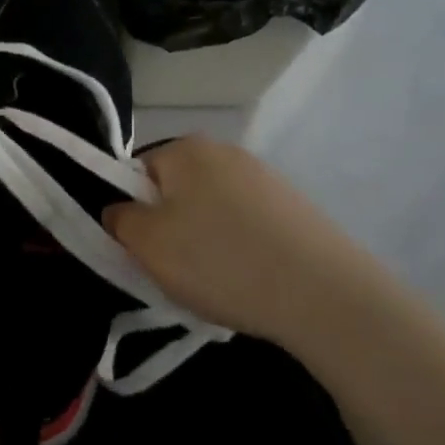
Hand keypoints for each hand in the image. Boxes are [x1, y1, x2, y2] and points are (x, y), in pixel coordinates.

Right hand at [102, 136, 399, 350]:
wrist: (324, 295)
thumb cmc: (220, 261)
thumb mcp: (148, 244)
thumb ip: (120, 221)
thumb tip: (120, 211)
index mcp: (186, 149)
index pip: (136, 173)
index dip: (132, 213)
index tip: (143, 250)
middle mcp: (226, 152)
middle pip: (175, 191)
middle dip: (169, 228)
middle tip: (175, 270)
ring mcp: (266, 179)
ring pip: (211, 212)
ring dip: (204, 242)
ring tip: (216, 282)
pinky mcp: (295, 209)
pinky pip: (246, 227)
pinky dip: (239, 250)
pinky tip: (249, 281)